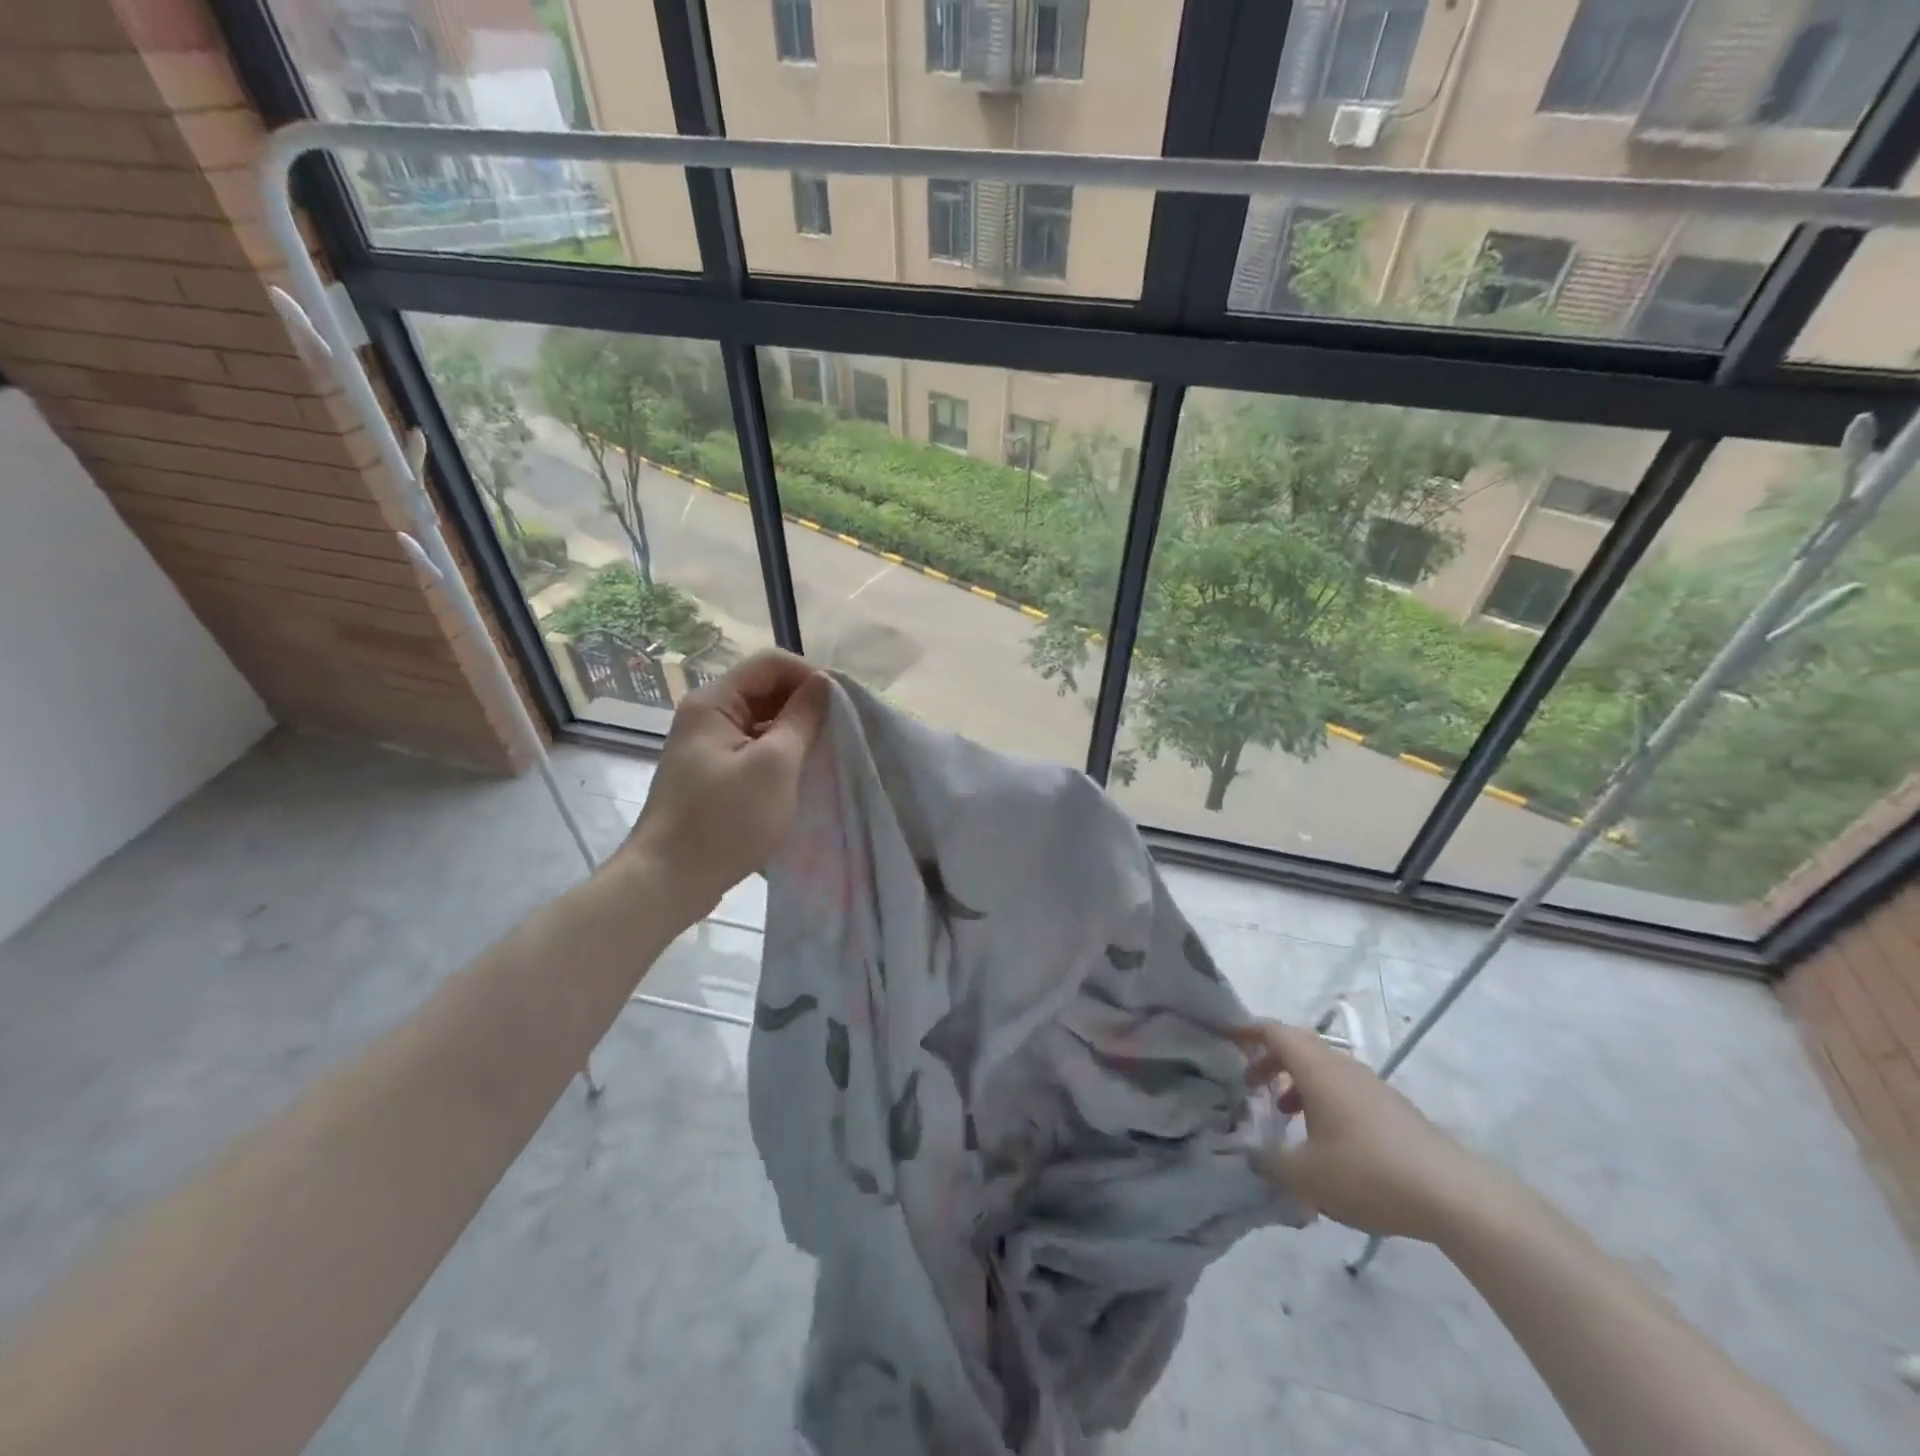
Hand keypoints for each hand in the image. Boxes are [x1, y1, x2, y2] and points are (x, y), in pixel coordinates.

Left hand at [622, 649, 829, 916]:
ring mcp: (707, 746)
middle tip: (840, 732)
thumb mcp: (775, 766)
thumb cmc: (725, 820)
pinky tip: (801, 777)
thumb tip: (824, 683)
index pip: (771, 664)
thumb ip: (802, 718)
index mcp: (714, 702)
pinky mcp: (712, 774)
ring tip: (826, 755)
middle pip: (765, 690)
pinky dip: (780, 756)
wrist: (668, 881)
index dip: (810, 676)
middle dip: (805, 705)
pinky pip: (753, 749)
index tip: (842, 706)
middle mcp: (707, 715)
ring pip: (762, 722)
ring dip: (795, 733)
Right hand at [1232, 1021, 1490, 1242]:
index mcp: (1317, 1068)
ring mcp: (1371, 1087)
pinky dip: (1323, 1102)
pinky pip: (1345, 1092)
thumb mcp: (1306, 1175)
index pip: (1274, 1032)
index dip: (1247, 1031)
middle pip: (1299, 1047)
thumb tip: (1250, 1156)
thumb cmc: (1368, 1172)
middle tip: (1248, 1084)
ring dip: (1297, 1084)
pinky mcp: (1392, 1110)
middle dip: (1270, 1061)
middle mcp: (1343, 1067)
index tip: (1225, 1037)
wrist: (1454, 1196)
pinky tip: (1325, 1143)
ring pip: (1323, 1071)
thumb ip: (1270, 1162)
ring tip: (1283, 1116)